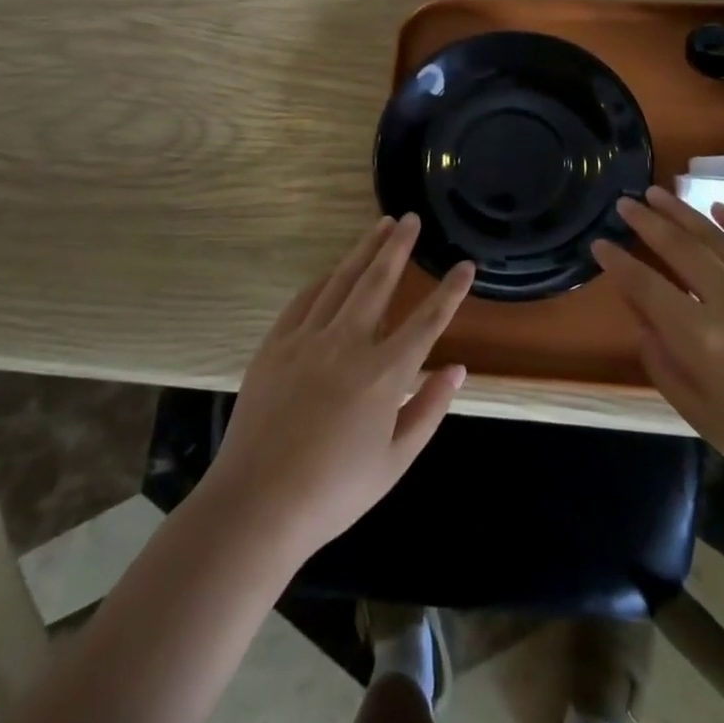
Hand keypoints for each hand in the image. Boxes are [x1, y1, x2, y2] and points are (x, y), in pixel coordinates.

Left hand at [205, 214, 474, 558]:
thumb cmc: (335, 492)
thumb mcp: (395, 460)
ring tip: (380, 225)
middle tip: (411, 218)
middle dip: (399, 246)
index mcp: (383, 374)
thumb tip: (457, 368)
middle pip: (378, 282)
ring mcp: (307, 339)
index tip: (466, 266)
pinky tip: (334, 269)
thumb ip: (429, 409)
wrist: (257, 504)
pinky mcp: (275, 345)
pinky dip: (323, 280)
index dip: (450, 291)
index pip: (427, 321)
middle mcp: (348, 343)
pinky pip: (304, 300)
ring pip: (341, 281)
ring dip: (363, 250)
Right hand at [590, 186, 723, 510]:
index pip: (647, 287)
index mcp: (702, 338)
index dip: (619, 263)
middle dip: (647, 222)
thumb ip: (662, 362)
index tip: (600, 243)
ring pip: (718, 239)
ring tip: (658, 193)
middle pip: (680, 249)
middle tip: (625, 203)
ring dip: (684, 213)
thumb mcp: (699, 413)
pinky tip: (717, 208)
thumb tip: (642, 318)